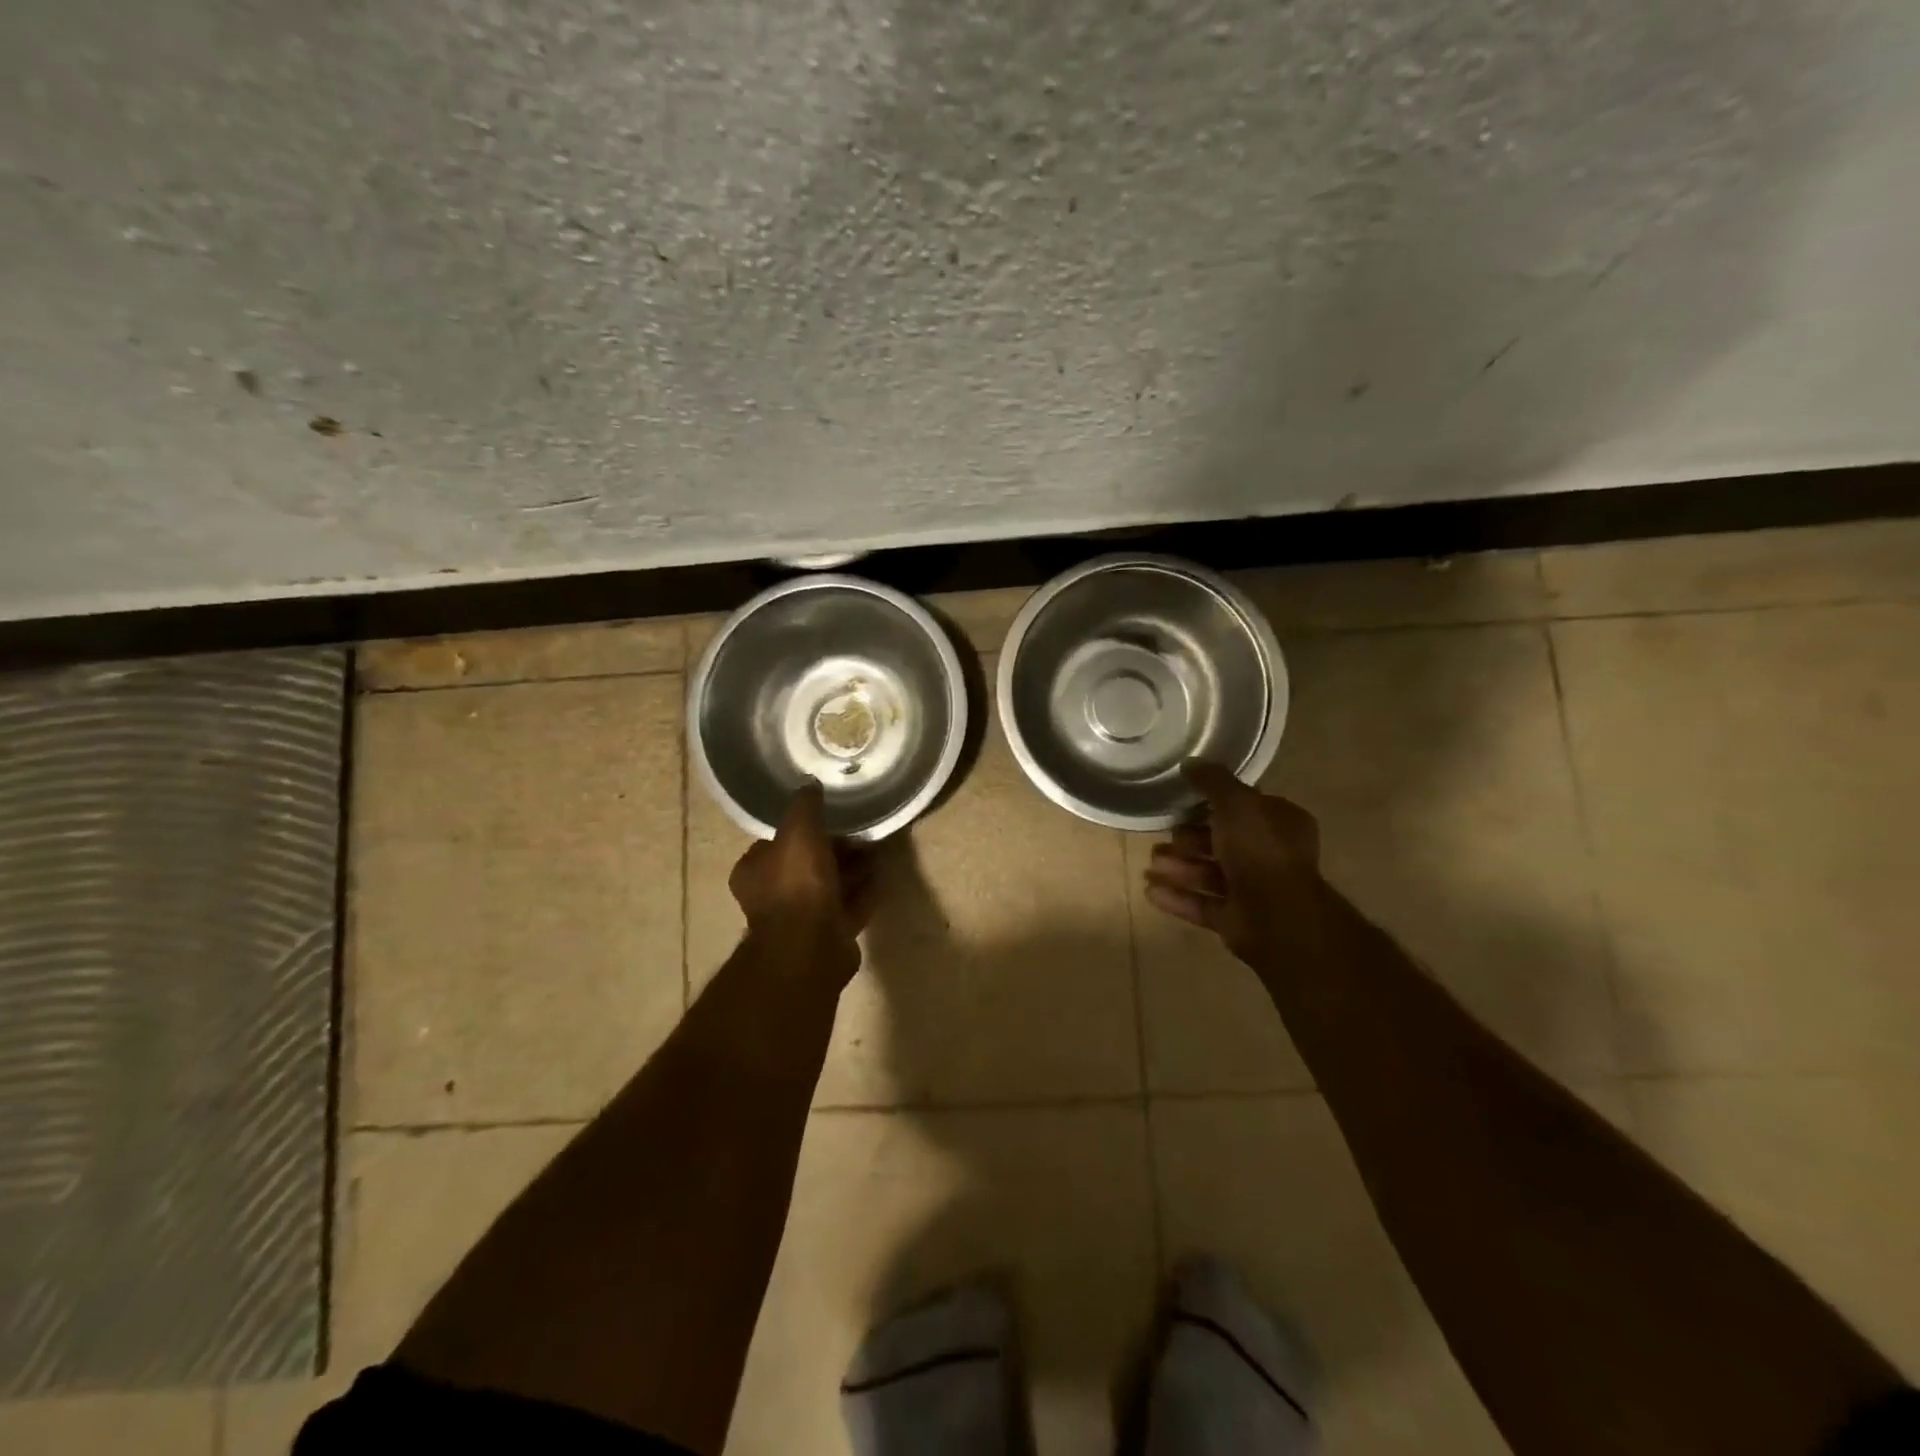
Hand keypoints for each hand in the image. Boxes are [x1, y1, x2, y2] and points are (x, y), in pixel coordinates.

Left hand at [730, 784, 876, 987]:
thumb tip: (809, 784)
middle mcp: (773, 895)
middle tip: (860, 833)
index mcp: (754, 871)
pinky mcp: (828, 934)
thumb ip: (804, 806)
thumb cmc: (797, 884)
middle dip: (833, 849)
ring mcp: (801, 918)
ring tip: (877, 851)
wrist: (810, 946)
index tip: (828, 817)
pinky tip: (883, 876)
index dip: (801, 829)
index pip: (776, 842)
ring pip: (829, 886)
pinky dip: (864, 891)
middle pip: (806, 864)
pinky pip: (849, 906)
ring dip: (851, 870)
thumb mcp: (798, 831)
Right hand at [1143, 760, 1324, 966]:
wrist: (1278, 917)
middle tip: (1165, 836)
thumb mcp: (1237, 803)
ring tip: (1150, 864)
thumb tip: (1191, 763)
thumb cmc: (1261, 851)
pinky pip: (1201, 904)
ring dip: (1178, 868)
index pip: (1245, 807)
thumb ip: (1213, 781)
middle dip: (1189, 839)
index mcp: (1280, 824)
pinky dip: (1176, 897)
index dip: (1215, 803)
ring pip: (1209, 873)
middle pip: (1222, 842)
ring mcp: (1254, 891)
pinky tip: (1150, 890)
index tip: (1185, 800)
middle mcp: (1269, 855)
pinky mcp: (1236, 919)